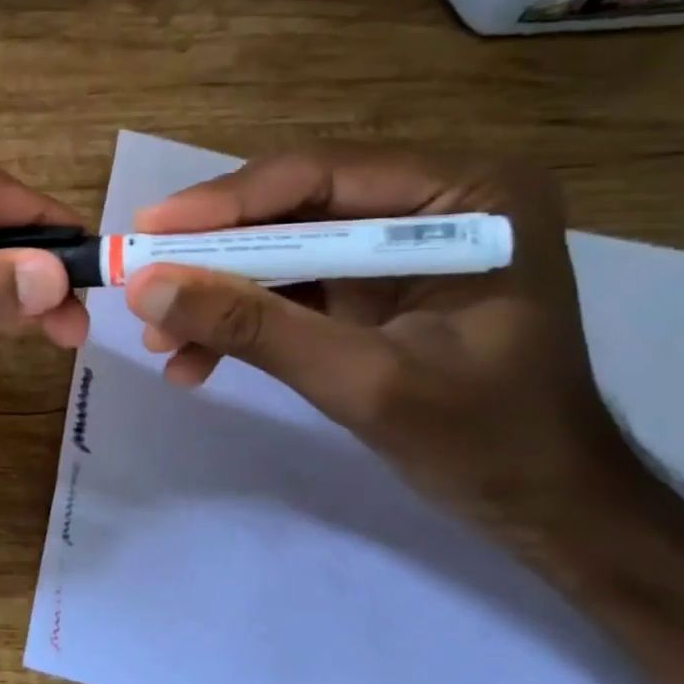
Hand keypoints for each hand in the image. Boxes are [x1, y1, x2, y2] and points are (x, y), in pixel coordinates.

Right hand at [124, 147, 638, 546]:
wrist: (543, 507)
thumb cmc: (485, 442)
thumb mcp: (361, 380)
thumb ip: (253, 328)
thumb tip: (145, 286)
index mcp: (466, 194)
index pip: (321, 176)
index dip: (224, 203)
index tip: (146, 229)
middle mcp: (431, 199)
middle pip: (289, 208)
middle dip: (211, 256)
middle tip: (139, 280)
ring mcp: (396, 242)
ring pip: (278, 248)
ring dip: (216, 293)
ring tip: (158, 338)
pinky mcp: (369, 283)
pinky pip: (287, 286)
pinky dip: (240, 320)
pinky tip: (194, 360)